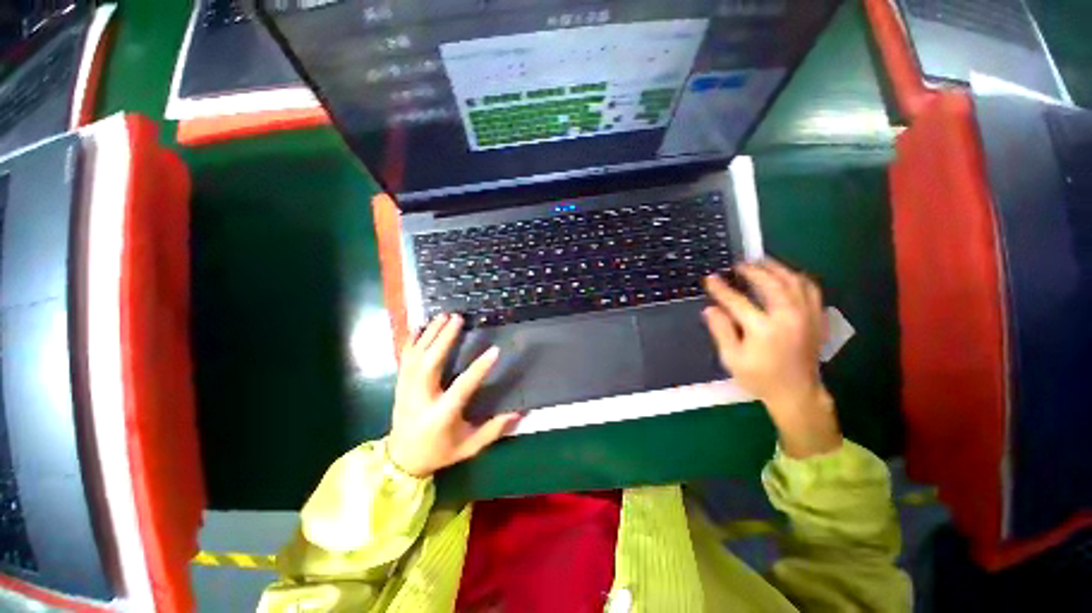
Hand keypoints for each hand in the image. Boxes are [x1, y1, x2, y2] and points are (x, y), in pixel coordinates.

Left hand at [387, 314, 521, 477]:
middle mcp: (421, 399)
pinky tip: (420, 327)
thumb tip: (519, 413)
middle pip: (430, 364)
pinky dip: (412, 341)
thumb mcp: (469, 446)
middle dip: (444, 339)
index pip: (462, 387)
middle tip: (457, 319)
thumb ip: (493, 430)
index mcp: (440, 415)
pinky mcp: (400, 385)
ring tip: (442, 316)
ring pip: (415, 357)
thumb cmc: (439, 452)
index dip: (479, 368)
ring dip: (429, 334)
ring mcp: (406, 390)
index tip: (495, 350)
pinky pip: (404, 358)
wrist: (400, 461)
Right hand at [702, 259, 841, 458]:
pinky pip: (811, 289)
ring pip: (794, 281)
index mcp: (763, 329)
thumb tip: (711, 309)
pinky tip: (787, 275)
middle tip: (738, 265)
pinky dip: (797, 278)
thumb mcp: (732, 358)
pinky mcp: (816, 318)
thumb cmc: (759, 377)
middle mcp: (788, 317)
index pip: (737, 301)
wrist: (797, 393)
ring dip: (776, 268)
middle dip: (752, 271)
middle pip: (770, 283)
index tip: (710, 278)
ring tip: (761, 262)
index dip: (721, 289)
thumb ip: (721, 331)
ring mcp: (806, 316)